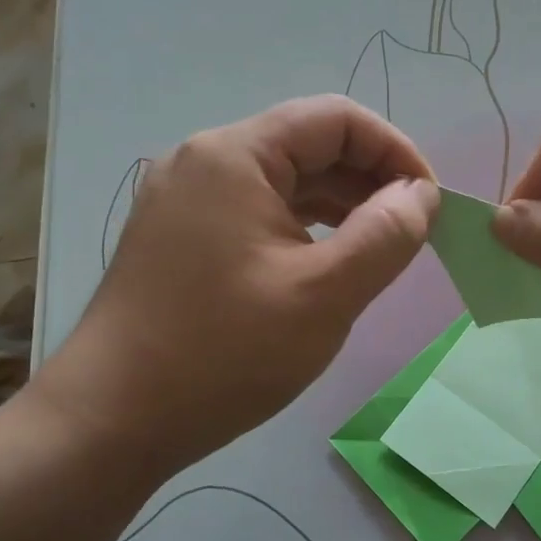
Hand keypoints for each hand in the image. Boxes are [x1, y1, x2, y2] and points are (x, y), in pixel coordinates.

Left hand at [31, 96, 438, 480]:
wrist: (110, 422)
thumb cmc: (223, 353)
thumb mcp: (324, 294)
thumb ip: (385, 235)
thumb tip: (420, 195)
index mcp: (235, 155)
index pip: (336, 119)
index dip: (395, 151)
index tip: (430, 203)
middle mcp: (205, 161)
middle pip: (308, 145)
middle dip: (370, 180)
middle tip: (413, 231)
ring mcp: (187, 200)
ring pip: (284, 181)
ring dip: (340, 205)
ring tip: (382, 247)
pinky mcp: (181, 236)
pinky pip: (258, 211)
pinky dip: (303, 227)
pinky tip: (329, 261)